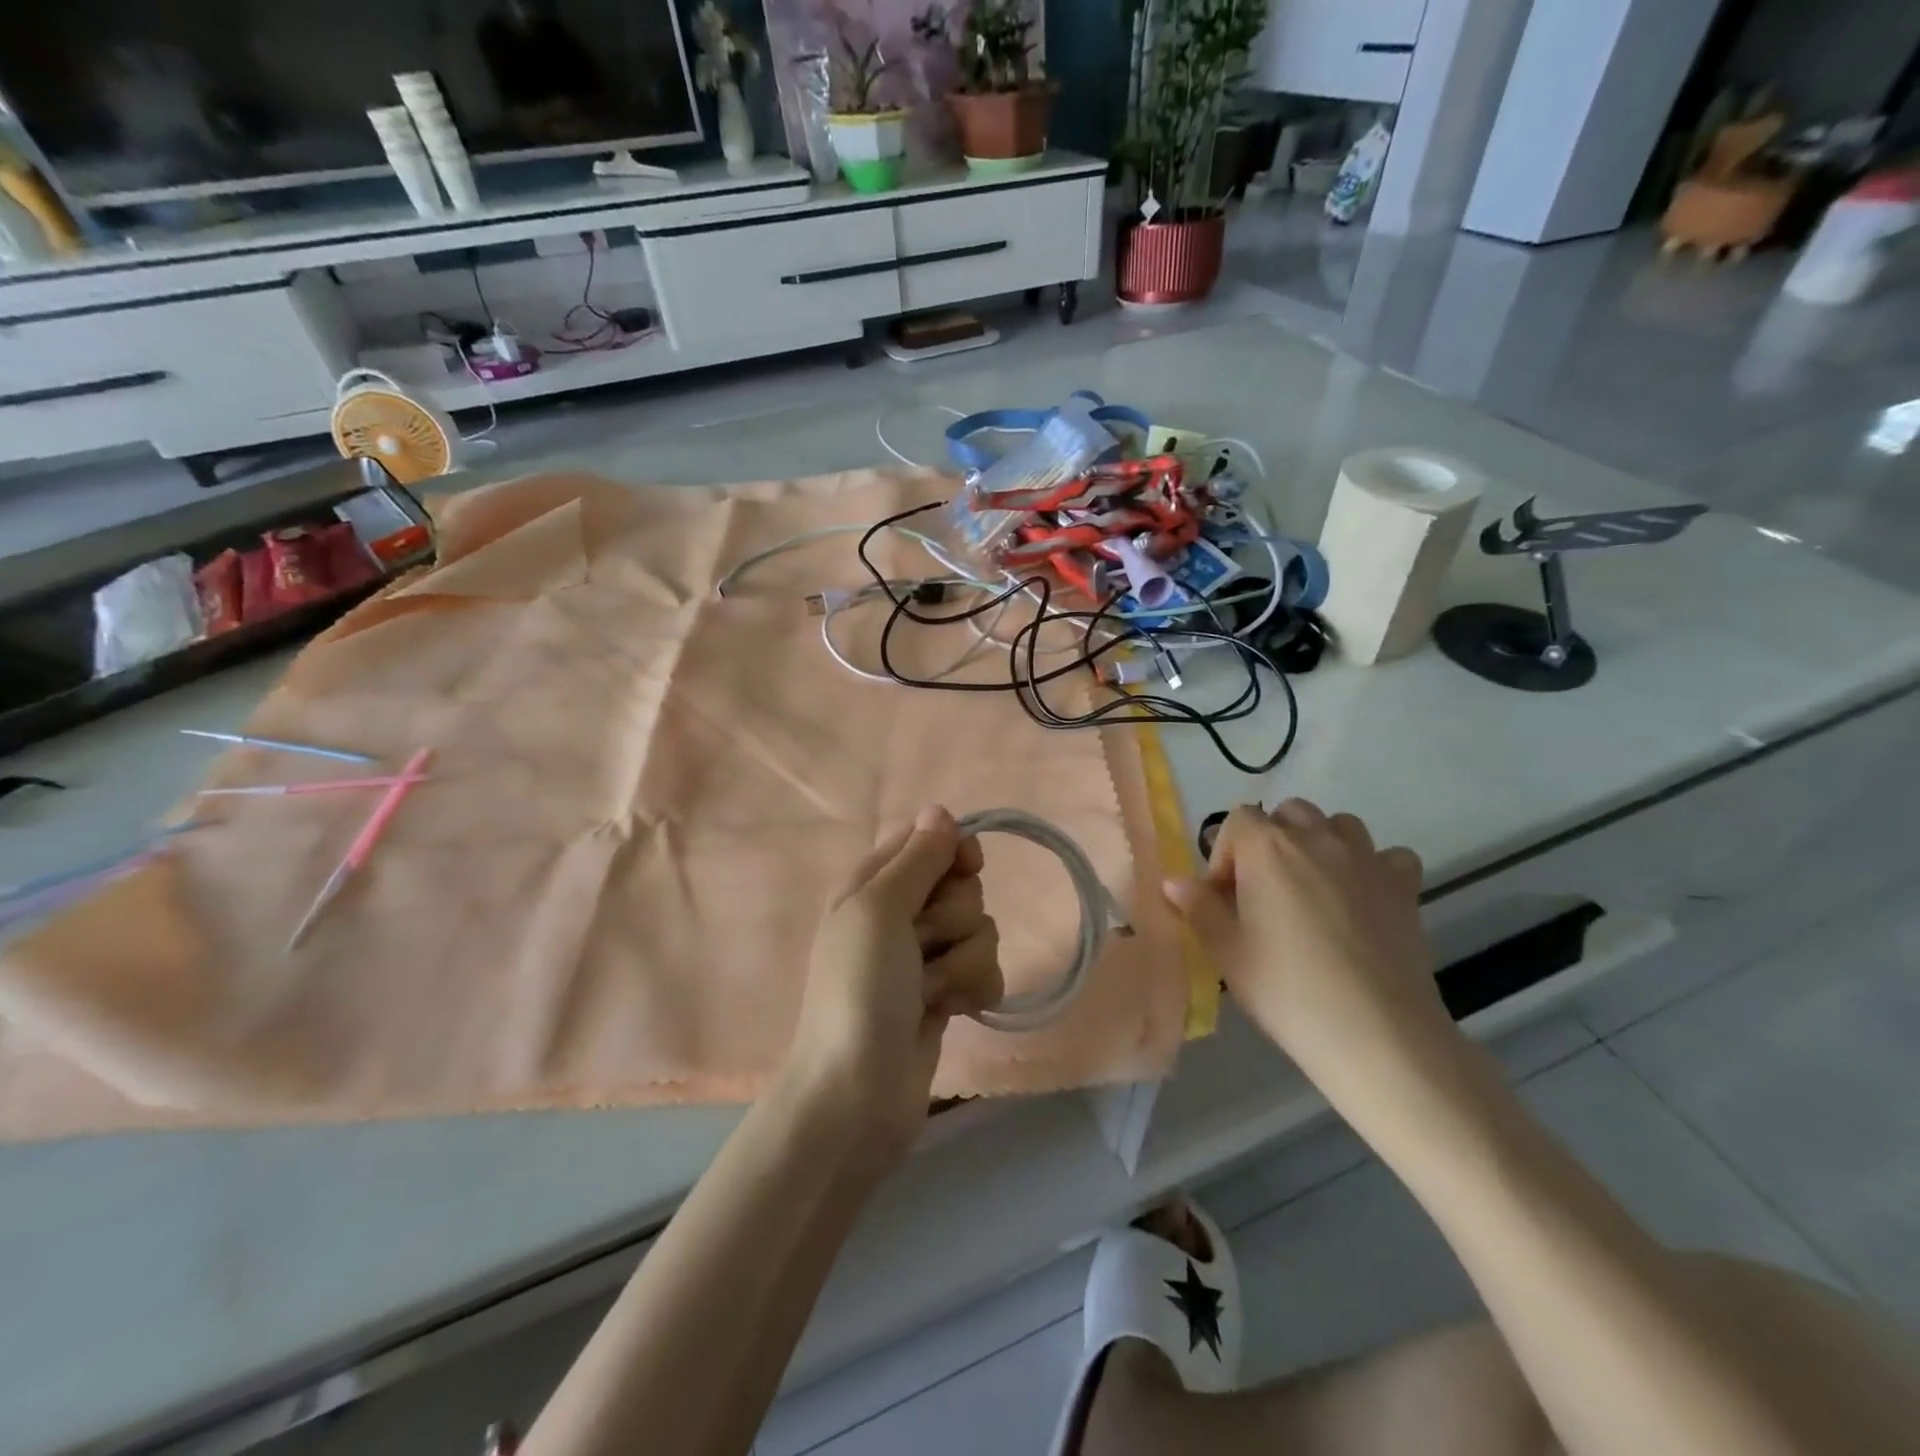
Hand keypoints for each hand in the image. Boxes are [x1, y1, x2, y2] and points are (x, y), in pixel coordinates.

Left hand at [784, 806, 1003, 1158]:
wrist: (856, 1095)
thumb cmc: (859, 990)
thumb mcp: (878, 910)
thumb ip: (916, 858)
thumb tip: (941, 809)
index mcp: (873, 883)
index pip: (929, 839)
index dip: (954, 850)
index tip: (965, 867)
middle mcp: (900, 913)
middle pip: (961, 885)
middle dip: (953, 917)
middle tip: (921, 946)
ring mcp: (925, 957)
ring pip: (981, 928)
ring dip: (962, 961)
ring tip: (929, 991)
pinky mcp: (947, 994)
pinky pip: (987, 970)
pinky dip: (974, 989)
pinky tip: (951, 1011)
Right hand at [1164, 800, 1450, 1106]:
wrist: (1376, 1033)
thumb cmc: (1286, 989)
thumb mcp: (1226, 952)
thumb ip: (1197, 907)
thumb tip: (1175, 881)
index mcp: (1267, 848)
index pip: (1238, 820)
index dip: (1227, 853)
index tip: (1226, 897)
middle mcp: (1317, 838)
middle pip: (1289, 814)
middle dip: (1272, 841)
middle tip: (1266, 891)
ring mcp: (1367, 858)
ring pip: (1338, 826)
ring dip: (1321, 845)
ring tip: (1313, 889)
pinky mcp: (1404, 886)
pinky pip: (1387, 857)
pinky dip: (1372, 868)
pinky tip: (1364, 900)